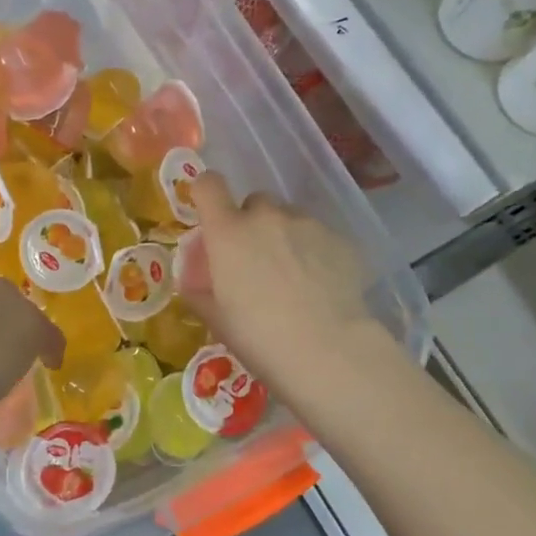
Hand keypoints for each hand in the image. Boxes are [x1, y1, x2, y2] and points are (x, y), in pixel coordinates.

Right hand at [181, 174, 378, 389]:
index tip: (210, 212)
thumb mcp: (216, 319)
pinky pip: (320, 237)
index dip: (206, 193)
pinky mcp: (341, 240)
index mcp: (228, 233)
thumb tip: (195, 280)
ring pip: (290, 218)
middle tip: (256, 260)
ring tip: (294, 277)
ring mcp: (308, 224)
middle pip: (255, 202)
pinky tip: (321, 287)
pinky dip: (316, 253)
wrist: (327, 350)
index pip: (209, 185)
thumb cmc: (259, 337)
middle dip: (251, 223)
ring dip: (285, 236)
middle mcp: (267, 217)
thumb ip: (200, 290)